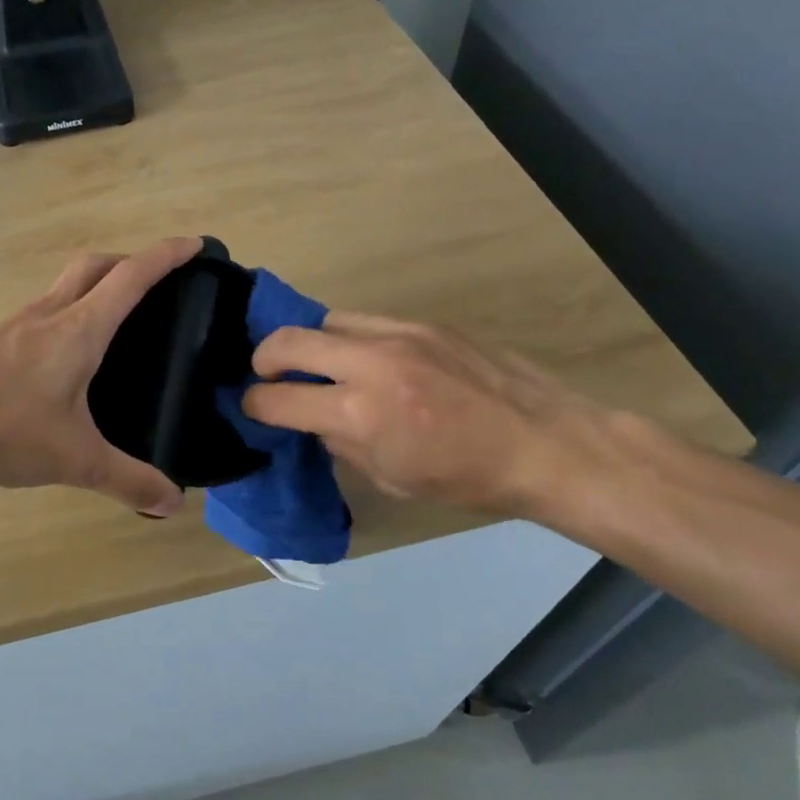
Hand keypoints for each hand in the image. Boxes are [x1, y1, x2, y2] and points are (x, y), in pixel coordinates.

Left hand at [0, 238, 201, 515]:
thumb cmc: (4, 425)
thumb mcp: (75, 459)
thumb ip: (127, 481)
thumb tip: (173, 504)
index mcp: (79, 329)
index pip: (131, 277)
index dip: (166, 256)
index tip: (194, 244)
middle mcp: (49, 314)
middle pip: (94, 266)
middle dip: (128, 262)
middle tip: (154, 281)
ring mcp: (16, 325)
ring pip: (63, 286)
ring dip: (93, 285)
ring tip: (114, 318)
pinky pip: (41, 311)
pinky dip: (66, 313)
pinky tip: (64, 354)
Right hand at [240, 312, 617, 516]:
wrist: (547, 443)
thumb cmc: (467, 478)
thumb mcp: (390, 478)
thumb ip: (340, 442)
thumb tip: (312, 418)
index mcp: (361, 413)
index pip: (277, 397)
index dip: (254, 403)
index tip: (252, 407)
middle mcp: (371, 363)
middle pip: (287, 340)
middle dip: (263, 359)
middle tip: (267, 376)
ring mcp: (399, 334)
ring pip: (325, 321)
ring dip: (309, 344)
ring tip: (317, 366)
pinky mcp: (423, 323)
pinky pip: (364, 321)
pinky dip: (348, 339)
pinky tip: (363, 360)